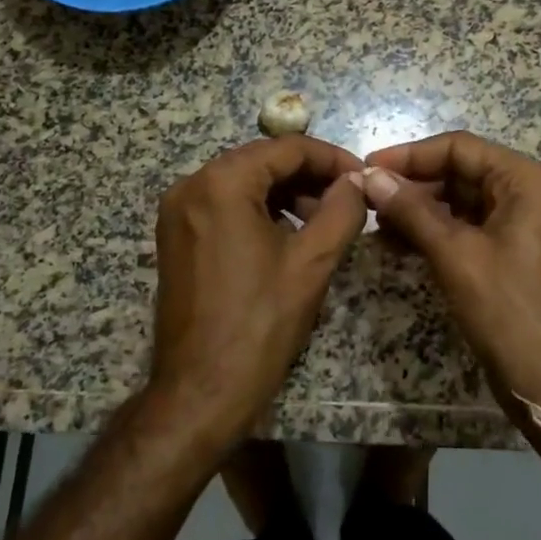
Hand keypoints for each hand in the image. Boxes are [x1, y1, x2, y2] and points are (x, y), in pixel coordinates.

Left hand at [151, 136, 366, 445]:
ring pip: (244, 182)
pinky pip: (226, 205)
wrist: (200, 391)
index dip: (331, 158)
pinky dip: (261, 210)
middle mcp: (191, 186)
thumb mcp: (312, 262)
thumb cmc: (260, 324)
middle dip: (310, 175)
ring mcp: (178, 212)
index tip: (363, 177)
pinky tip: (290, 234)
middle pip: (262, 161)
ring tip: (325, 219)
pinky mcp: (177, 237)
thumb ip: (342, 210)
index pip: (286, 148)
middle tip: (349, 198)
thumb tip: (357, 182)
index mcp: (220, 183)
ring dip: (287, 192)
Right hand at [360, 132, 540, 445]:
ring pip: (460, 200)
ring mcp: (521, 223)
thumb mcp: (455, 254)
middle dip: (413, 184)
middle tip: (366, 197)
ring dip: (418, 209)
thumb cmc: (508, 309)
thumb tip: (369, 176)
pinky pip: (467, 227)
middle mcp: (529, 192)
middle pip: (460, 171)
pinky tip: (396, 242)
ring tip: (375, 221)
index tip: (368, 166)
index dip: (411, 155)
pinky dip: (434, 231)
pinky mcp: (511, 251)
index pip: (460, 148)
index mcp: (527, 180)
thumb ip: (411, 209)